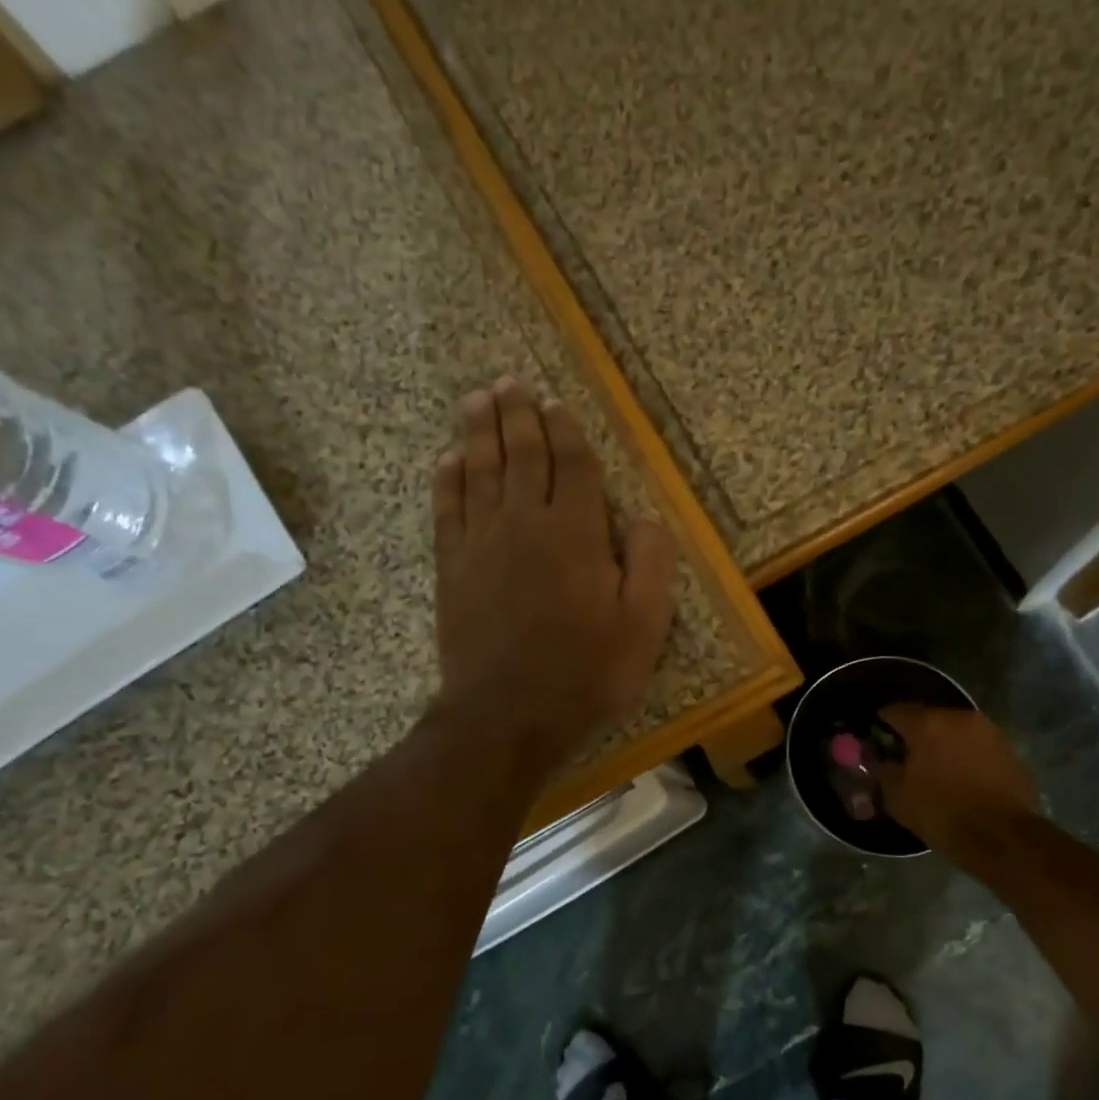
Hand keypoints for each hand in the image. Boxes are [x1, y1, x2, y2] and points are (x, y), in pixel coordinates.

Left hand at [431, 379, 676, 769]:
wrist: (508, 715)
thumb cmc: (586, 672)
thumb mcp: (644, 626)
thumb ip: (651, 564)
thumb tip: (646, 515)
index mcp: (576, 533)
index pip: (572, 465)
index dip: (565, 430)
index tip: (556, 403)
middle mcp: (525, 523)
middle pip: (521, 455)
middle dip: (518, 415)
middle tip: (510, 383)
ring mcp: (482, 543)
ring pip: (480, 472)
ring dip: (479, 432)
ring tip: (477, 399)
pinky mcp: (452, 568)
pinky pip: (447, 510)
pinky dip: (447, 480)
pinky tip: (447, 460)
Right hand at [876, 704, 1038, 843]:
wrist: (1003, 837)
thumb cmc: (942, 813)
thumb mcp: (897, 797)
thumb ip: (881, 771)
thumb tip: (876, 760)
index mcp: (927, 723)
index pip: (894, 711)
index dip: (882, 725)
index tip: (877, 741)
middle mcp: (959, 717)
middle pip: (927, 717)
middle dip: (915, 733)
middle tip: (906, 757)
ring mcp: (988, 731)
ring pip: (955, 730)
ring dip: (943, 743)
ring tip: (936, 768)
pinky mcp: (1009, 749)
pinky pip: (977, 745)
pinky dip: (966, 754)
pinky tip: (962, 776)